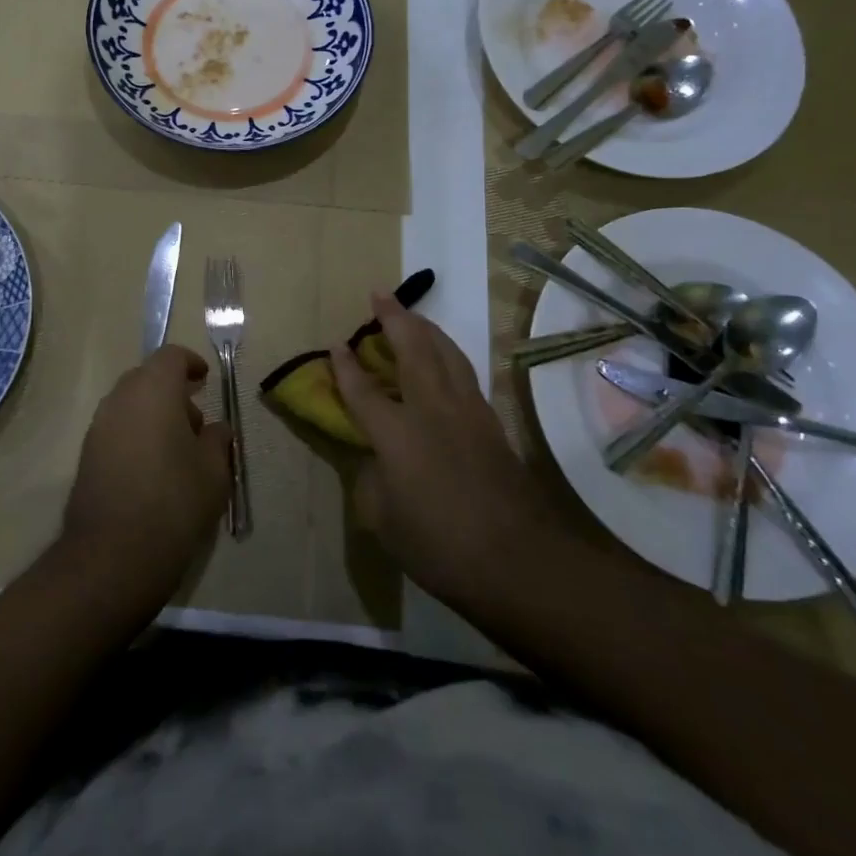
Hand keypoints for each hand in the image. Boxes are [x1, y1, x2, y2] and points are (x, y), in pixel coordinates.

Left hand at [61, 345, 230, 603]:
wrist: (112, 555)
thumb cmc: (174, 502)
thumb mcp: (214, 471)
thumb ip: (218, 440)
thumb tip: (215, 428)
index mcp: (153, 390)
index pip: (170, 356)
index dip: (191, 363)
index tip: (205, 381)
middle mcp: (120, 398)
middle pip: (147, 378)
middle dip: (172, 392)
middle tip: (196, 422)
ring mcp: (98, 426)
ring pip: (129, 404)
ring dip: (153, 414)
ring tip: (177, 451)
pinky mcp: (86, 454)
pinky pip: (116, 429)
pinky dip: (136, 434)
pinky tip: (153, 470)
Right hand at [331, 291, 571, 608]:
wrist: (520, 561)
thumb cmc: (440, 546)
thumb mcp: (384, 523)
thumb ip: (372, 483)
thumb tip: (374, 461)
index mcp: (396, 434)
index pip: (362, 391)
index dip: (345, 367)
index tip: (336, 344)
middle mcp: (431, 410)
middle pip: (412, 350)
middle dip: (394, 319)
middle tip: (380, 294)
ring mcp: (468, 413)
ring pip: (446, 353)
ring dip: (426, 328)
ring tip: (412, 315)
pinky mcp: (492, 423)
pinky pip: (465, 373)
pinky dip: (449, 354)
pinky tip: (446, 358)